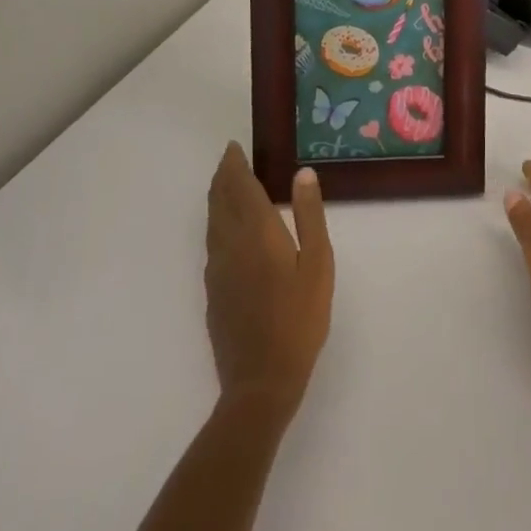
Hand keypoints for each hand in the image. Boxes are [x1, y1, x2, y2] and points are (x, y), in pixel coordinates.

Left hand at [204, 143, 333, 413]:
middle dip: (223, 177)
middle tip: (230, 159)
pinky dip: (217, 222)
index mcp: (256, 232)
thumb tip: (302, 173)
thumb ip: (310, 215)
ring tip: (226, 185)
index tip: (233, 148)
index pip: (239, 187)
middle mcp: (230, 244)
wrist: (261, 381)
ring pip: (212, 221)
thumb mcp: (318, 263)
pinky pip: (212, 242)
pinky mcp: (213, 291)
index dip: (235, 165)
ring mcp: (217, 269)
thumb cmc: (299, 318)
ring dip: (217, 198)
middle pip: (220, 200)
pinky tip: (227, 230)